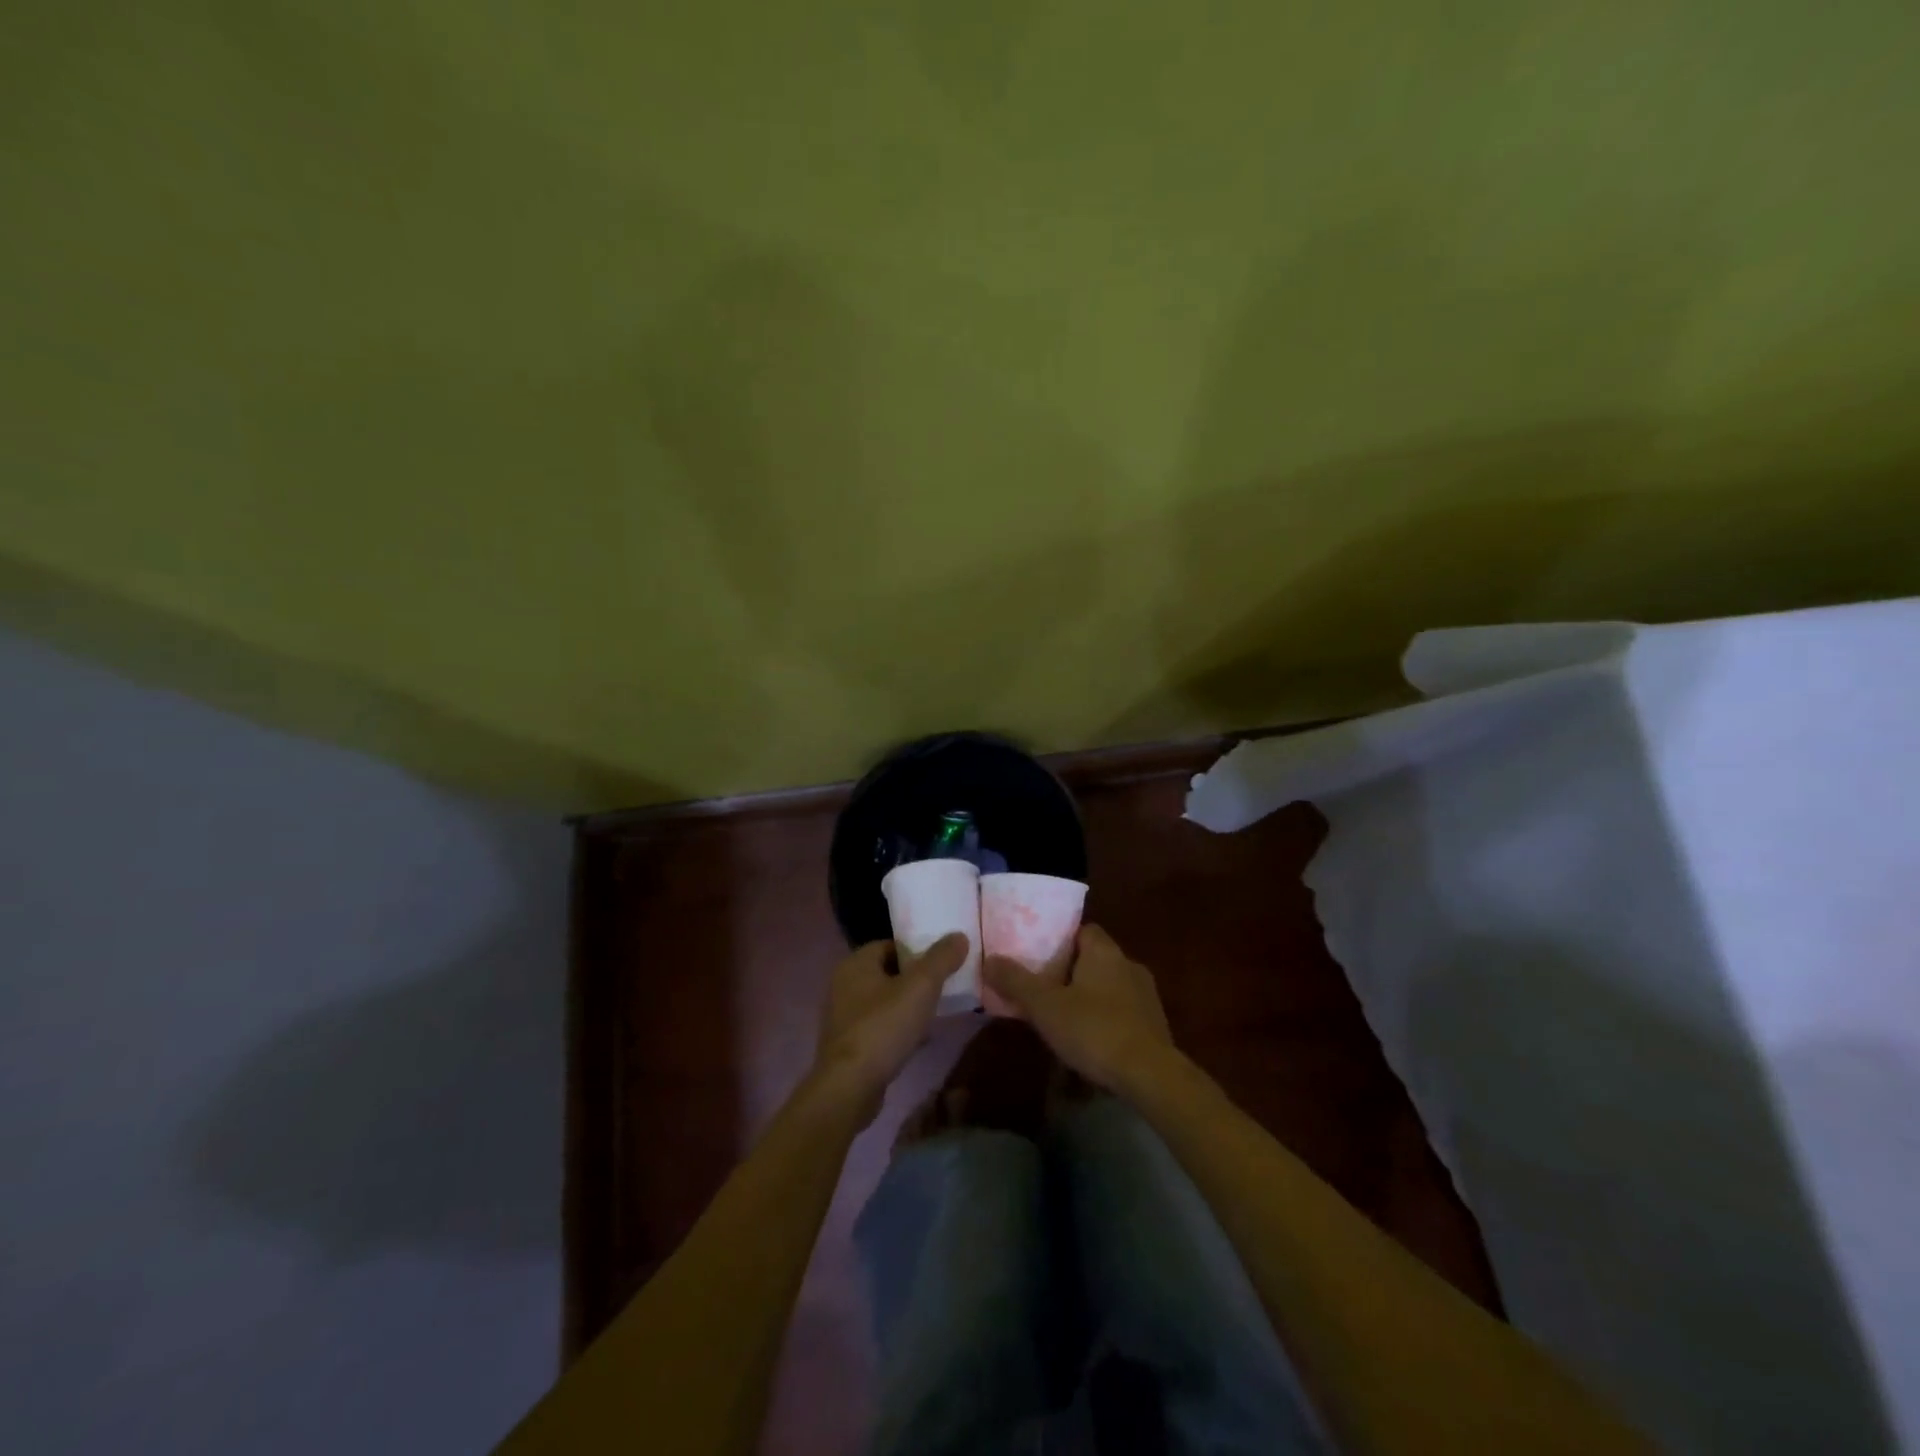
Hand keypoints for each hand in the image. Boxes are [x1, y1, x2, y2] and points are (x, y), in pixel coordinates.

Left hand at [815, 934, 968, 1115]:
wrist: (850, 1087)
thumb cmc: (884, 1027)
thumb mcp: (921, 987)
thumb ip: (941, 958)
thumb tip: (959, 936)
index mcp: (856, 963)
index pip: (890, 944)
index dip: (917, 950)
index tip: (942, 962)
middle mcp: (844, 984)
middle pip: (888, 972)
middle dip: (915, 980)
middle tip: (942, 988)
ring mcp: (843, 1016)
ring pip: (883, 1001)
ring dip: (907, 1005)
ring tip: (935, 1013)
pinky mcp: (847, 1044)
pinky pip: (878, 1026)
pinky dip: (897, 1029)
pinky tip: (918, 1040)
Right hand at [982, 925, 1174, 1096]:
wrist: (1150, 1075)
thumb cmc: (1094, 1030)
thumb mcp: (1045, 1006)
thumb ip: (1016, 982)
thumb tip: (989, 959)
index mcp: (1104, 951)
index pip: (1082, 930)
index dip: (1059, 939)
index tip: (1038, 956)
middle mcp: (1128, 965)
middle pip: (1094, 959)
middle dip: (1070, 972)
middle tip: (1043, 990)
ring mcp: (1146, 995)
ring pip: (1108, 987)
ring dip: (1088, 998)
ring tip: (1062, 1019)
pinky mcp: (1155, 1025)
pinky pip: (1122, 1013)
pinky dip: (1105, 1021)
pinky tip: (1089, 1043)